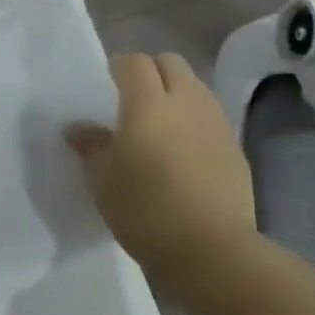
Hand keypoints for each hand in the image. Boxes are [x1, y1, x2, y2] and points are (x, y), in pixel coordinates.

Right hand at [66, 53, 257, 290]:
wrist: (212, 251)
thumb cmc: (145, 209)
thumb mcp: (103, 180)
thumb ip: (92, 146)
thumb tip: (78, 129)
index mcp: (148, 103)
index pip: (134, 62)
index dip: (118, 67)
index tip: (106, 85)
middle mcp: (186, 102)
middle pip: (171, 63)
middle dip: (151, 71)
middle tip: (132, 99)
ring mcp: (216, 124)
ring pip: (195, 88)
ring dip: (176, 94)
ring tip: (159, 126)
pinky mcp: (236, 149)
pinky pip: (210, 119)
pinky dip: (194, 123)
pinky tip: (183, 153)